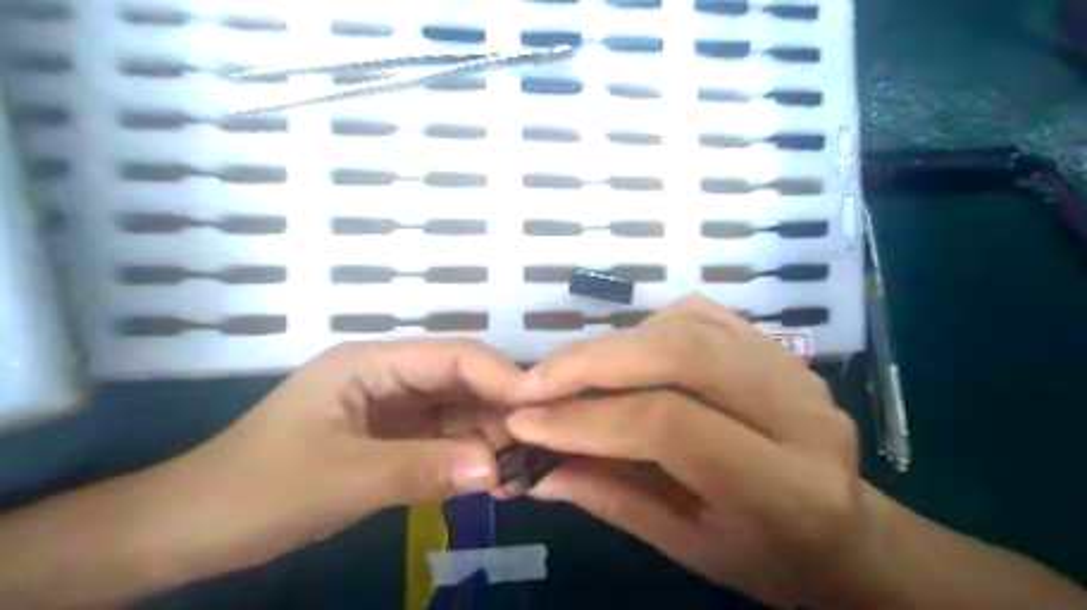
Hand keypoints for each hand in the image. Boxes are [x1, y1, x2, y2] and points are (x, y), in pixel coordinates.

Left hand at [170, 341, 520, 577]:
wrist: (190, 531)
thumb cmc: (254, 492)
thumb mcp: (340, 480)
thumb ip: (421, 468)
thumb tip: (497, 467)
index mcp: (371, 363)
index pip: (453, 357)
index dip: (501, 377)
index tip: (543, 410)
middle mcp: (389, 376)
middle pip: (461, 381)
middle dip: (502, 409)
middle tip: (541, 446)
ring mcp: (392, 408)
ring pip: (457, 410)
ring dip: (490, 436)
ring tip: (526, 467)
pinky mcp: (391, 438)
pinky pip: (443, 439)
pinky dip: (469, 455)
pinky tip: (495, 476)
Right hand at [506, 294, 871, 604]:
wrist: (848, 532)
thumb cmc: (769, 557)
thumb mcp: (689, 547)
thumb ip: (613, 500)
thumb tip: (538, 468)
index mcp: (785, 487)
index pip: (669, 425)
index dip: (587, 418)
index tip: (525, 421)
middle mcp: (798, 413)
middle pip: (677, 356)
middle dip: (590, 363)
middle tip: (532, 383)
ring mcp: (792, 369)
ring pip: (685, 326)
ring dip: (613, 345)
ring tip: (569, 374)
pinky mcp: (778, 346)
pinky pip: (702, 315)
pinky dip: (648, 326)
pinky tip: (625, 354)